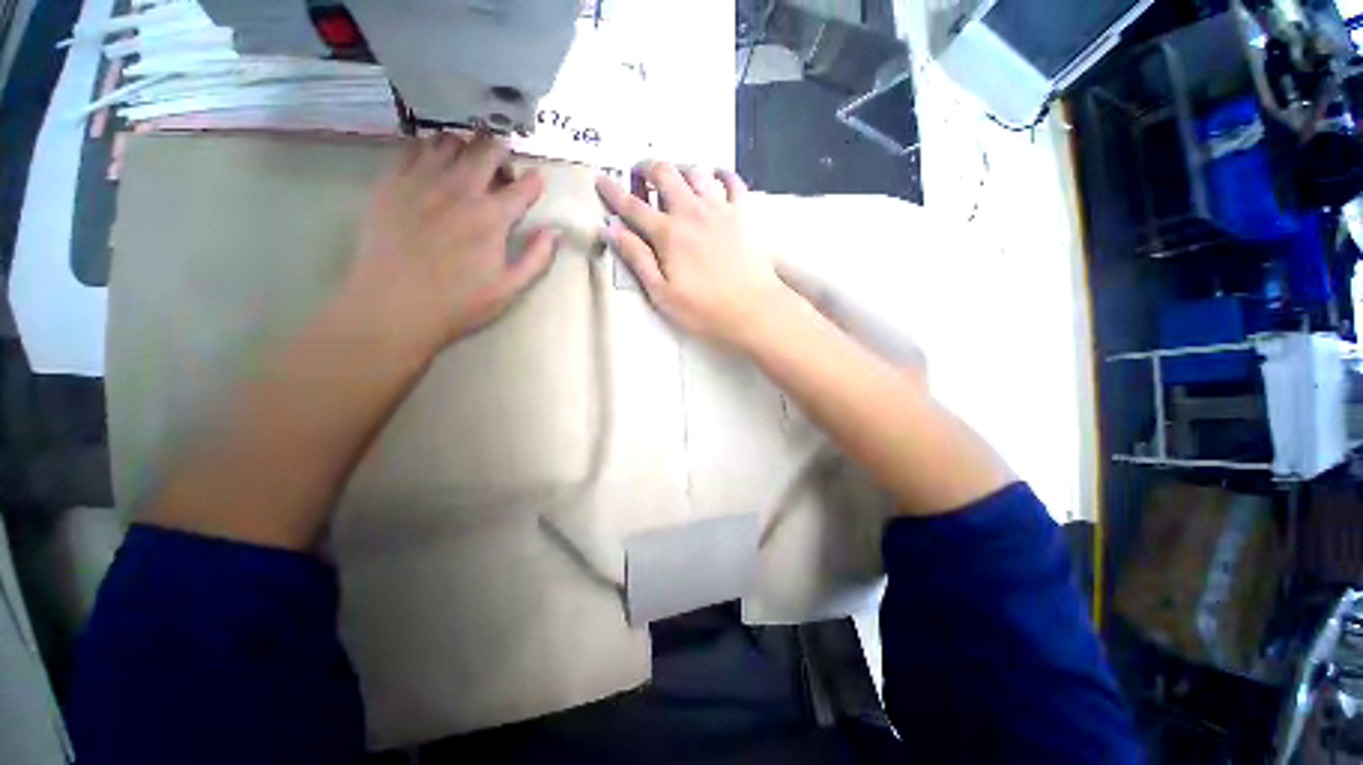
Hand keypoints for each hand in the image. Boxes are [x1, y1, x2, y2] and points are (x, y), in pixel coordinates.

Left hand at [344, 133, 557, 355]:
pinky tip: (434, 169)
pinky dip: (430, 150)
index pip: (522, 186)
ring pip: (449, 140)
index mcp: (491, 218)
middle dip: (501, 153)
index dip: (534, 181)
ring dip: (466, 148)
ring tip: (467, 167)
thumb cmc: (458, 303)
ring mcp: (421, 181)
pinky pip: (413, 148)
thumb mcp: (509, 289)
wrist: (393, 306)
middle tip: (501, 172)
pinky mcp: (392, 182)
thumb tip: (552, 232)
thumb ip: (536, 258)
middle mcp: (459, 189)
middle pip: (486, 149)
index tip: (536, 182)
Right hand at [596, 162, 792, 348]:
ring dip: (680, 168)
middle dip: (646, 168)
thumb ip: (637, 259)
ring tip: (674, 177)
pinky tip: (716, 175)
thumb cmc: (704, 309)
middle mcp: (691, 212)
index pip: (633, 206)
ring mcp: (720, 209)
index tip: (600, 178)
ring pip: (696, 172)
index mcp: (668, 234)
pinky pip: (733, 181)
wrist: (753, 310)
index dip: (612, 191)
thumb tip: (611, 228)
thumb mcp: (662, 294)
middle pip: (664, 175)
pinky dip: (722, 173)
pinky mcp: (743, 214)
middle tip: (639, 173)